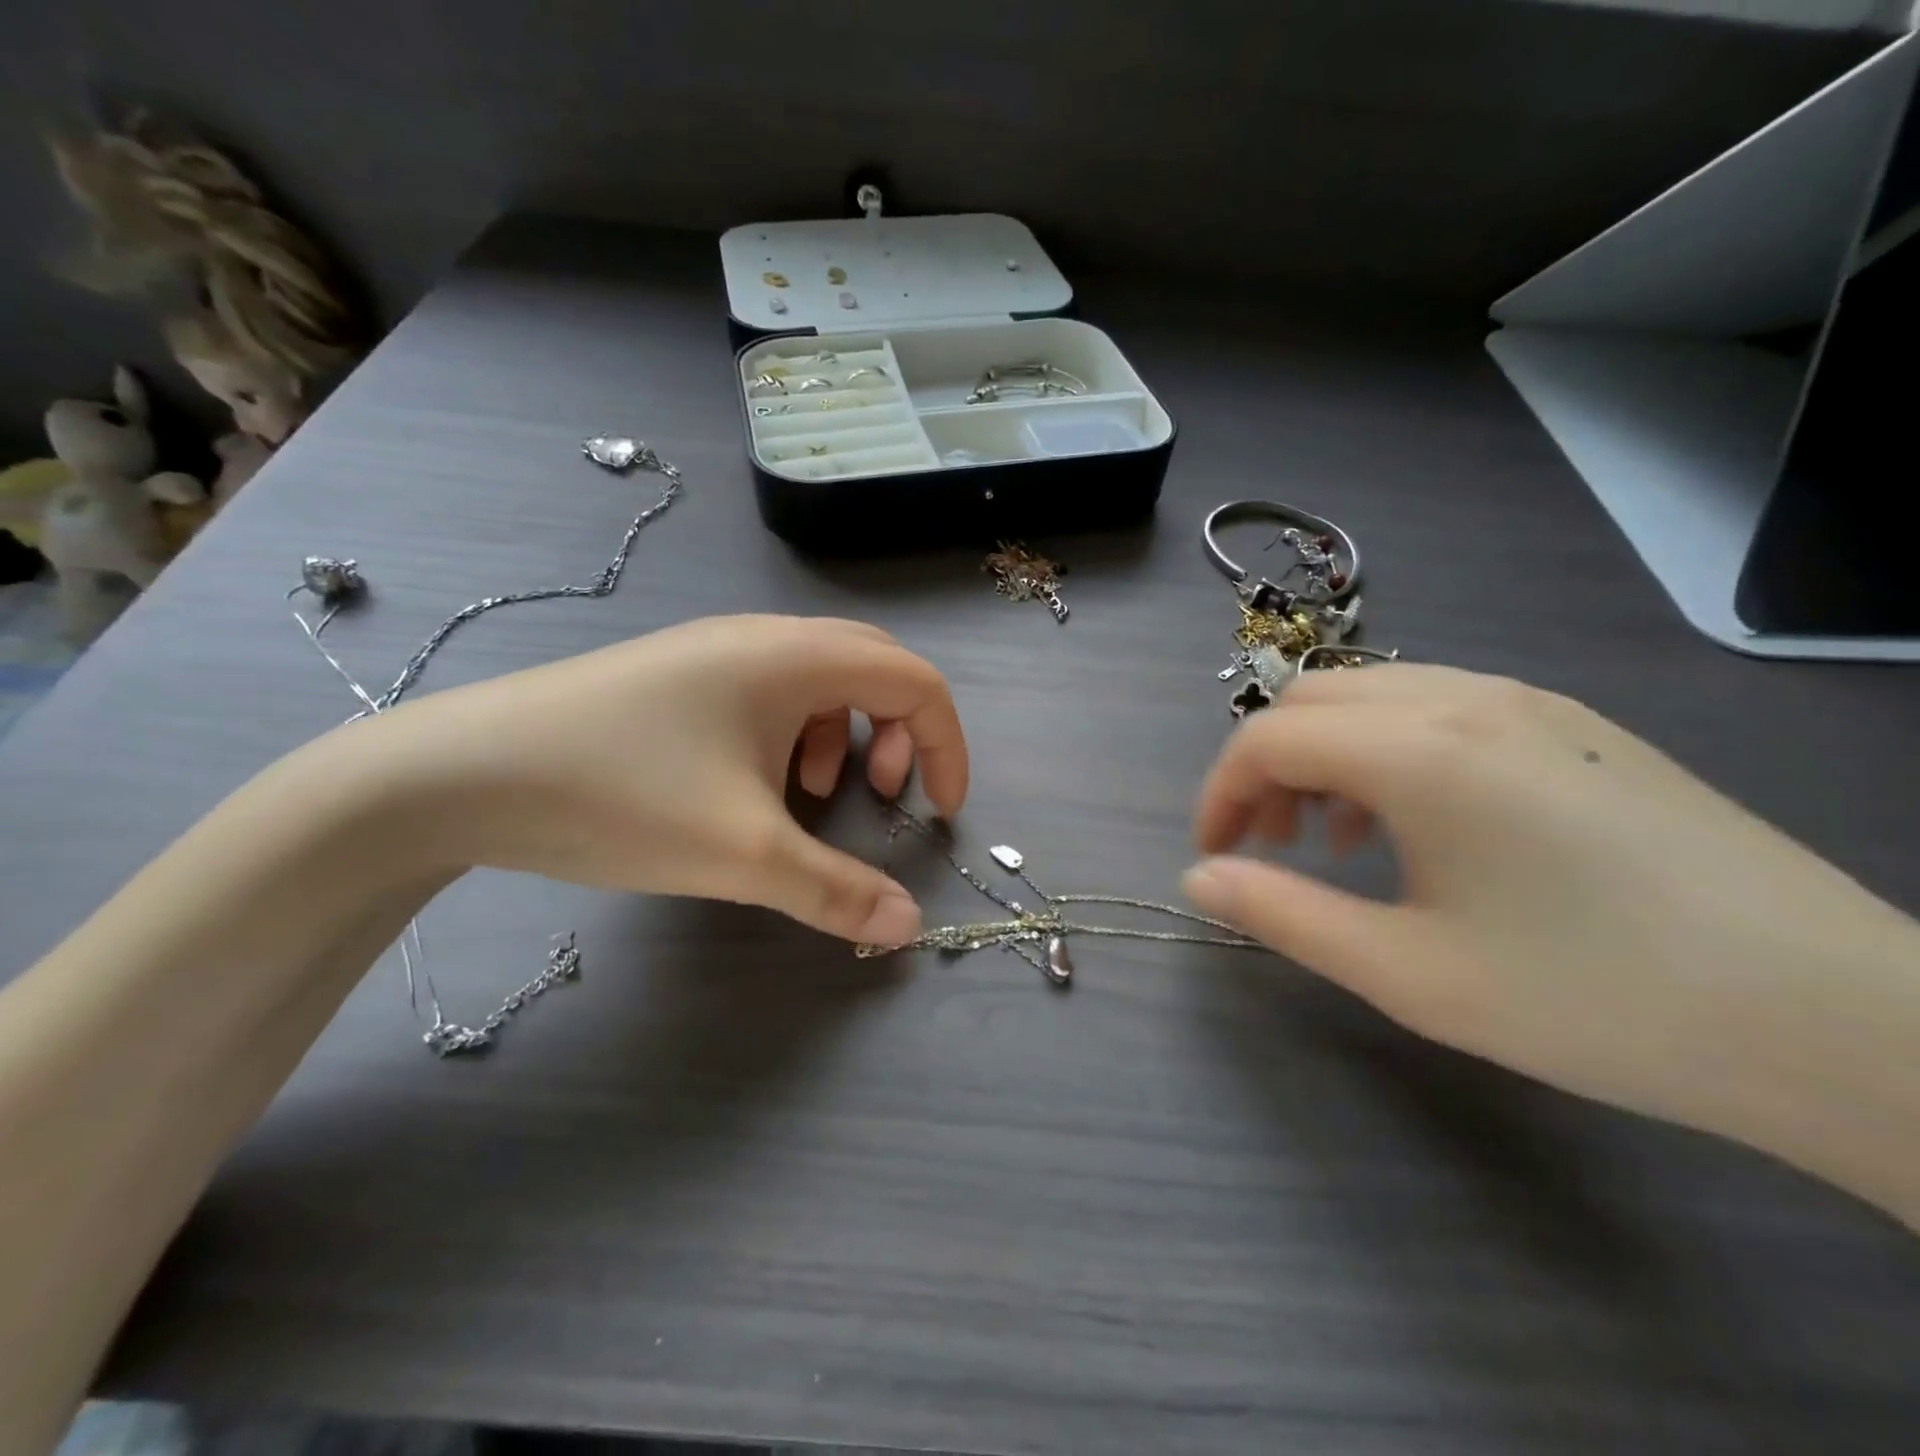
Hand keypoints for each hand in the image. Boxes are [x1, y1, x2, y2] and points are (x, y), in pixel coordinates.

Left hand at [356, 615, 966, 944]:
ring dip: (845, 732)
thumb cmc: (620, 796)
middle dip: (900, 733)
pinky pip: (770, 691)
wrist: (458, 774)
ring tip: (813, 793)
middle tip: (880, 794)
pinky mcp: (680, 676)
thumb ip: (836, 891)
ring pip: (821, 679)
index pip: (915, 681)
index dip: (946, 745)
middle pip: (875, 668)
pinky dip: (794, 733)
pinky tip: (753, 782)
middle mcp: (764, 639)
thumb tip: (908, 929)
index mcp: (795, 658)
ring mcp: (716, 652)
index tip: (939, 812)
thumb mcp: (743, 854)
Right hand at [1182, 665, 1919, 1213]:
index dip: (1220, 794)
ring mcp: (1526, 702)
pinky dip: (1384, 749)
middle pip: (1311, 701)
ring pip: (1370, 696)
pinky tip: (1414, 822)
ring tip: (1334, 840)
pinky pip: (1434, 707)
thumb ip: (1283, 915)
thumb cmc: (1596, 999)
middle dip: (1264, 768)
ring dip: (1322, 754)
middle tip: (1267, 846)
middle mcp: (1465, 699)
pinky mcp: (1568, 723)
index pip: (1269, 739)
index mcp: (1421, 751)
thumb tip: (1197, 879)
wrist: (1838, 1021)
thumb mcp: (1409, 973)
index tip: (1215, 856)